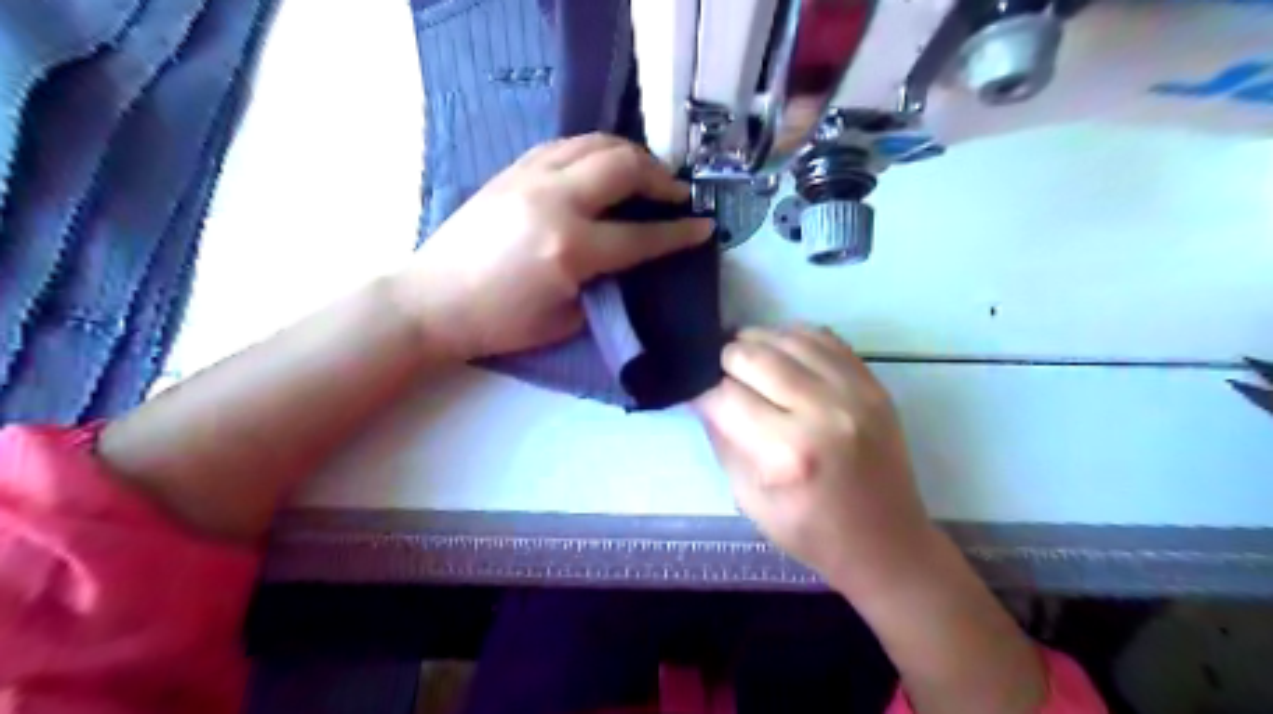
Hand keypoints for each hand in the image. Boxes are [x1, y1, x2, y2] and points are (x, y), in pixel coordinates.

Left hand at [398, 135, 711, 357]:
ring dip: (630, 154)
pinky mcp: (511, 171)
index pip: (642, 234)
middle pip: (624, 165)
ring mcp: (529, 178)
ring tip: (645, 174)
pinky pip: (564, 145)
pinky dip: (594, 150)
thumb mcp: (566, 319)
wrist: (433, 301)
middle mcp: (555, 201)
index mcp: (572, 249)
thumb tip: (627, 259)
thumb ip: (605, 284)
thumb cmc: (501, 323)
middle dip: (661, 177)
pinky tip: (600, 167)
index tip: (705, 226)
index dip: (680, 232)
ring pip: (594, 142)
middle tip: (676, 194)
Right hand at [696, 327, 932, 594]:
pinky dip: (792, 338)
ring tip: (747, 360)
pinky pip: (822, 337)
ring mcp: (853, 392)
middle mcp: (822, 413)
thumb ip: (723, 441)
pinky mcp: (873, 383)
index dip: (703, 394)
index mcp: (787, 454)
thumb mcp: (750, 500)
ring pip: (786, 337)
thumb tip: (703, 397)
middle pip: (752, 356)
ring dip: (756, 344)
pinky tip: (781, 355)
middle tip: (721, 376)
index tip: (698, 397)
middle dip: (725, 362)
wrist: (888, 543)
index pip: (725, 397)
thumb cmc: (812, 532)